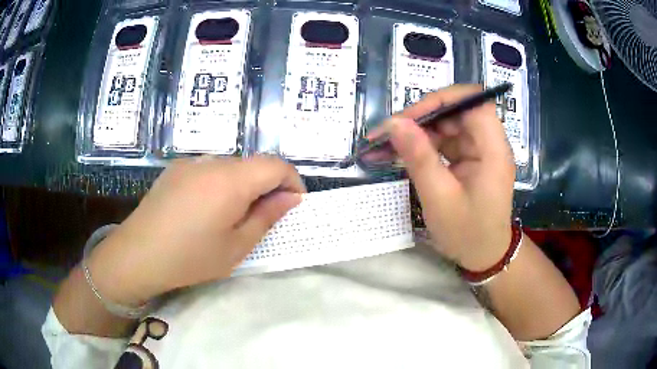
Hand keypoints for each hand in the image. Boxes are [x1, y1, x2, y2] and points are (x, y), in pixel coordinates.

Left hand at [86, 156, 305, 306]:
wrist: (138, 254)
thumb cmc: (190, 258)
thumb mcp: (236, 247)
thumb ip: (267, 217)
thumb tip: (290, 198)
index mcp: (230, 180)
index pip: (276, 164)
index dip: (292, 181)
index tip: (293, 204)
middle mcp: (211, 161)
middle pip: (252, 164)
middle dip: (266, 187)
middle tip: (260, 218)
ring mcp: (190, 162)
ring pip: (230, 166)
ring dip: (241, 185)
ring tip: (228, 216)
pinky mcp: (175, 169)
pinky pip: (208, 169)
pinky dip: (219, 184)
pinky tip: (203, 209)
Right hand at [378, 84, 515, 270]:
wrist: (484, 257)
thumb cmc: (467, 234)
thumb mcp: (439, 198)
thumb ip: (419, 157)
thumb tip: (394, 122)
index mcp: (493, 149)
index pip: (473, 102)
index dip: (442, 99)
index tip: (410, 116)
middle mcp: (489, 143)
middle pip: (456, 111)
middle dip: (421, 118)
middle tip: (388, 134)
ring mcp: (479, 150)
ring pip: (446, 125)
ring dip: (417, 132)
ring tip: (385, 146)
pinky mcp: (469, 159)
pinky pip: (445, 141)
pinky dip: (422, 145)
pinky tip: (400, 154)